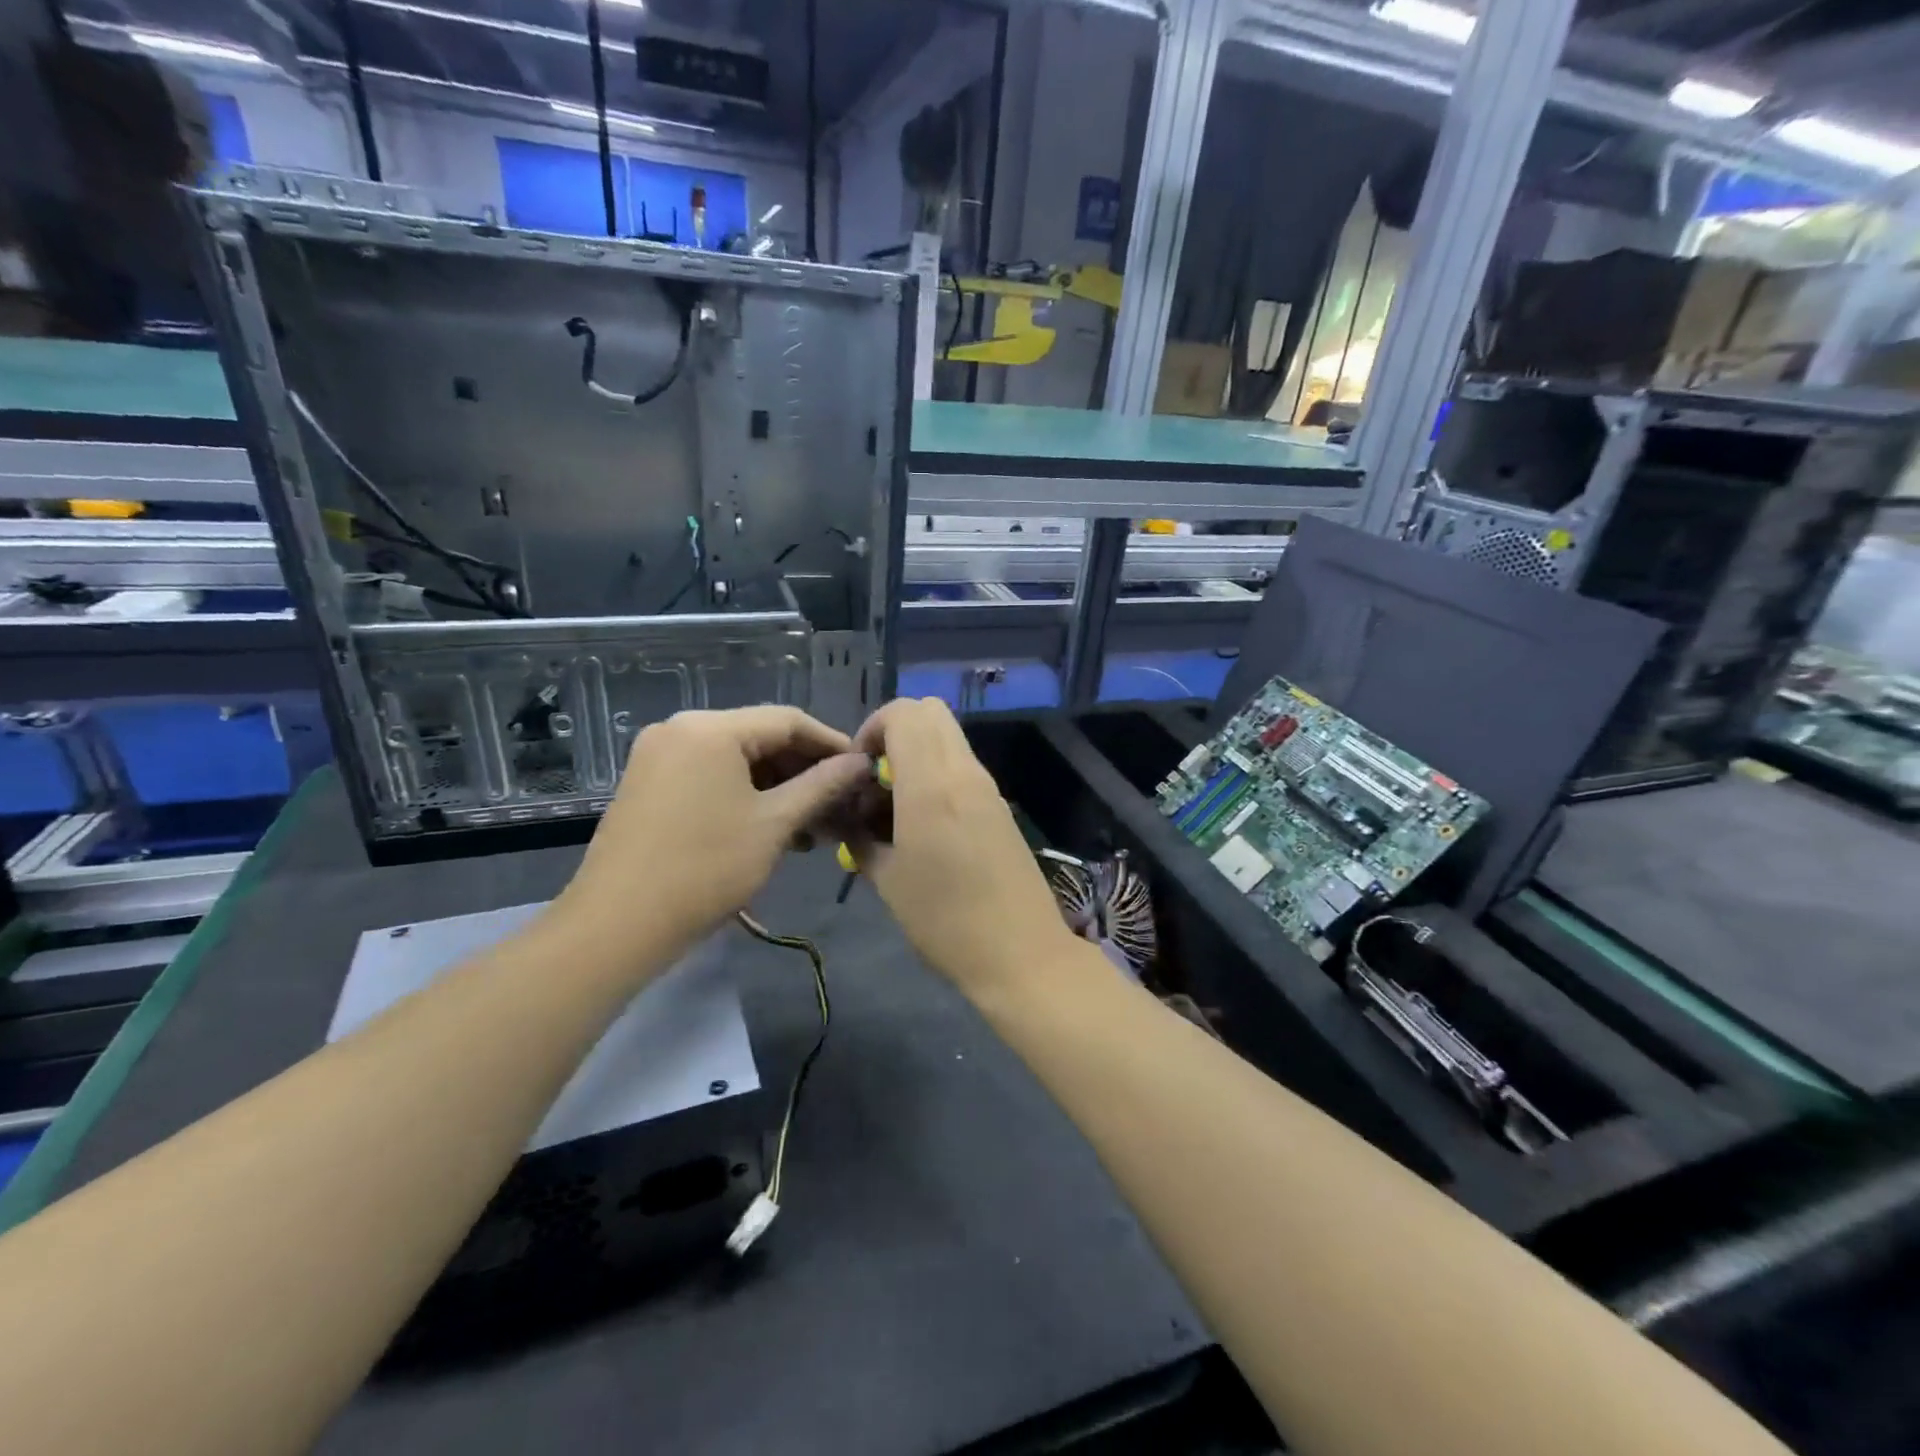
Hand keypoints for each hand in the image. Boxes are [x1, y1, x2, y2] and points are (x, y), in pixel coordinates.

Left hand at [557, 707, 869, 971]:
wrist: (617, 926)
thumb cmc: (705, 869)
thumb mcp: (774, 824)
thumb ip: (822, 786)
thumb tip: (860, 763)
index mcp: (711, 728)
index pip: (788, 720)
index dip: (831, 743)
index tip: (862, 770)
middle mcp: (681, 728)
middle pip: (760, 737)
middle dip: (804, 770)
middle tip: (840, 803)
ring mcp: (659, 755)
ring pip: (736, 759)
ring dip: (778, 787)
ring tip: (812, 826)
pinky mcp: (649, 783)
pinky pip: (710, 775)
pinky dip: (746, 794)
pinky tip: (773, 827)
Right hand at [849, 698, 1079, 995]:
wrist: (1020, 954)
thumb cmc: (944, 920)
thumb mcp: (887, 881)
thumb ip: (859, 837)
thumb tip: (847, 817)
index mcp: (932, 783)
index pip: (904, 712)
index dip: (872, 729)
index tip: (857, 772)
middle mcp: (964, 772)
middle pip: (930, 712)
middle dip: (894, 733)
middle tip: (875, 781)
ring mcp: (987, 788)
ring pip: (948, 740)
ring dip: (916, 756)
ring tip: (895, 810)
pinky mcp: (999, 807)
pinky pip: (962, 768)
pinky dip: (937, 776)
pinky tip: (923, 827)